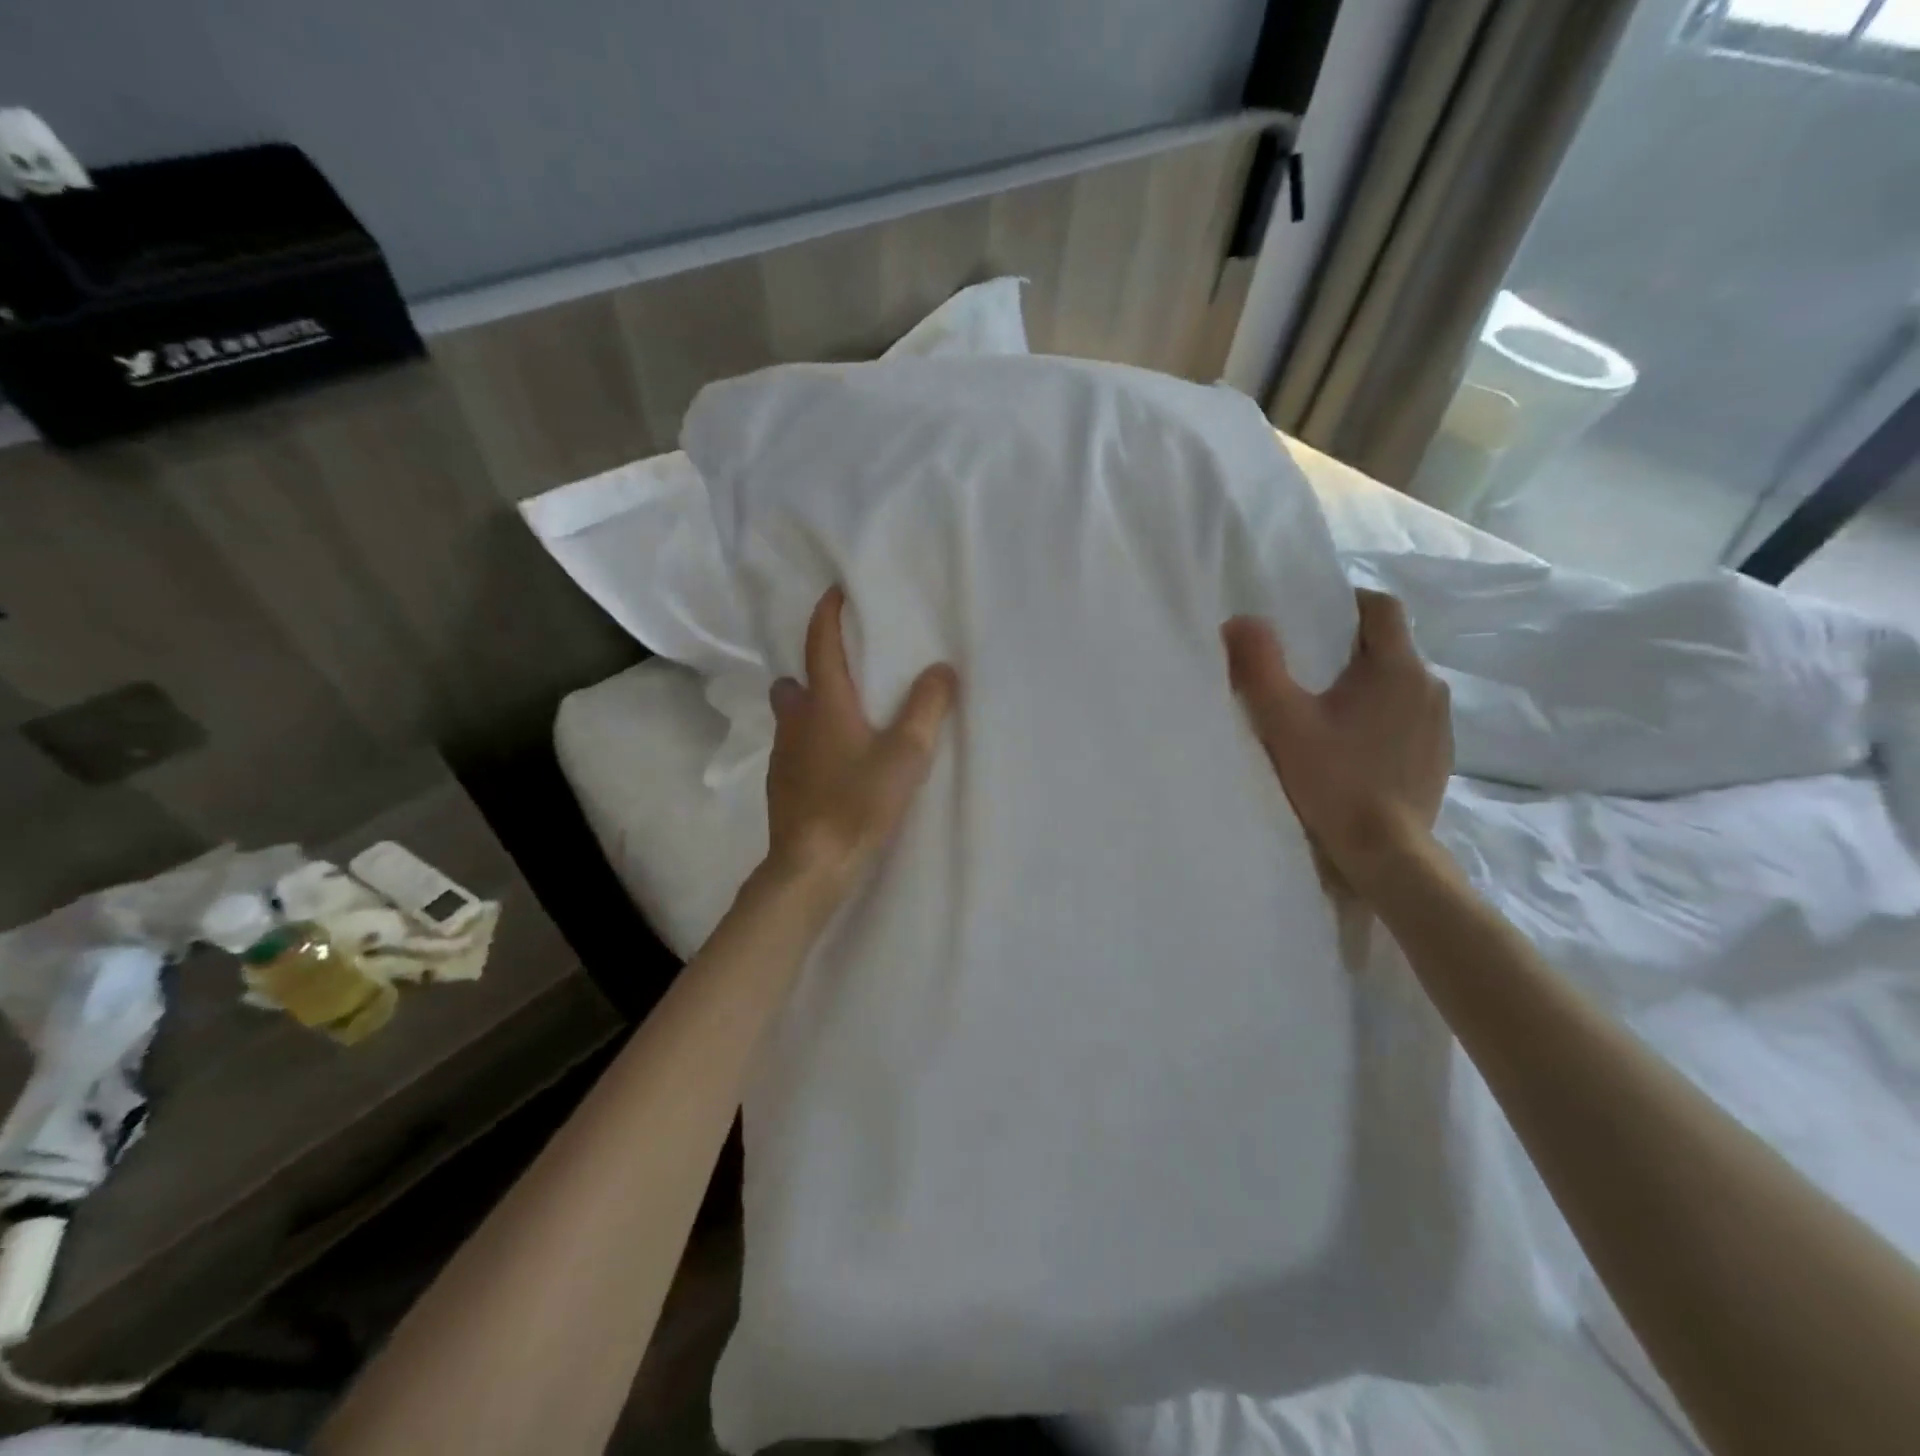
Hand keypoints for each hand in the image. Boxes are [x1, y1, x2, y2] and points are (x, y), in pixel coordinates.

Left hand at [763, 586, 956, 899]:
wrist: (811, 867)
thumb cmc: (857, 803)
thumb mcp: (906, 755)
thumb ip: (927, 709)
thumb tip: (942, 669)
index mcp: (824, 704)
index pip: (820, 644)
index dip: (828, 614)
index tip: (836, 592)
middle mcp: (796, 722)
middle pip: (797, 681)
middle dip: (816, 667)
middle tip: (848, 669)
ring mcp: (784, 756)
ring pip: (793, 716)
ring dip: (813, 706)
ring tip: (848, 717)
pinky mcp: (783, 785)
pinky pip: (796, 747)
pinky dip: (813, 740)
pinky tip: (838, 762)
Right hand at [1222, 589, 1450, 897]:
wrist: (1385, 852)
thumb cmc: (1333, 780)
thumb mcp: (1283, 721)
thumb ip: (1258, 665)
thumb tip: (1239, 621)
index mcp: (1396, 668)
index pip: (1382, 608)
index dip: (1349, 602)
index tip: (1315, 618)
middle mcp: (1428, 687)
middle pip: (1390, 646)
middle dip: (1350, 649)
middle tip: (1307, 670)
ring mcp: (1439, 725)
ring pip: (1400, 684)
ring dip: (1368, 686)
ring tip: (1329, 712)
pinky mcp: (1439, 756)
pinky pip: (1409, 718)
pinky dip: (1383, 718)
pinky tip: (1355, 748)